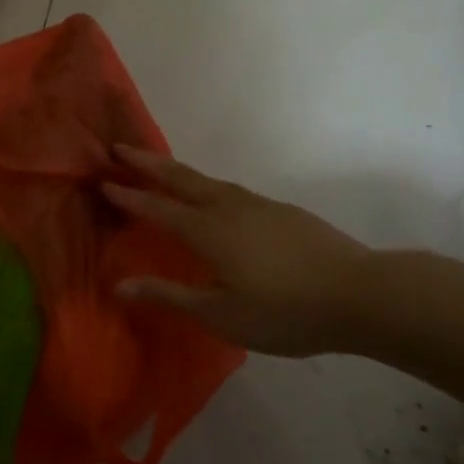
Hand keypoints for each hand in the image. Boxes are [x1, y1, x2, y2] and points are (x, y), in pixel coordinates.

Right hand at [101, 146, 367, 357]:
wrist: (360, 294)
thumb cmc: (284, 311)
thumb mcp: (221, 314)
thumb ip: (169, 296)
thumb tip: (120, 285)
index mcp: (208, 231)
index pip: (158, 208)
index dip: (129, 196)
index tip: (103, 181)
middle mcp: (229, 208)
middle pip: (181, 178)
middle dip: (147, 163)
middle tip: (120, 148)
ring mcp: (259, 206)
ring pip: (209, 181)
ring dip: (179, 171)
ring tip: (162, 167)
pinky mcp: (283, 211)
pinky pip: (232, 190)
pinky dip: (209, 186)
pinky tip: (217, 199)